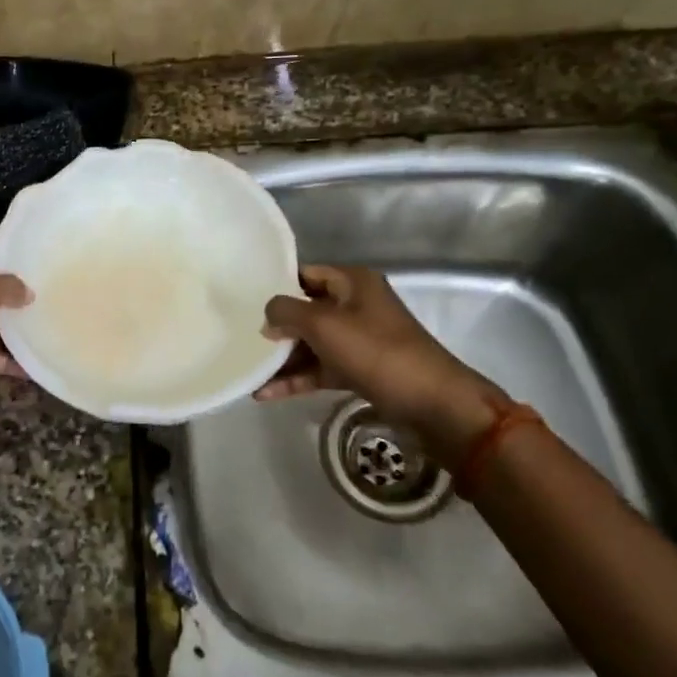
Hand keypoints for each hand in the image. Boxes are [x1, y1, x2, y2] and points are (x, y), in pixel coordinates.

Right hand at [256, 264, 508, 461]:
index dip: (278, 285)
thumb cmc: (376, 351)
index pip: (306, 274)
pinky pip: (321, 368)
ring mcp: (360, 339)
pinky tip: (266, 394)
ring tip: (249, 372)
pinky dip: (298, 379)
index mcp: (353, 282)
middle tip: (244, 338)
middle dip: (277, 326)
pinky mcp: (360, 369)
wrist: (432, 402)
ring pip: (313, 343)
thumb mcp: (324, 324)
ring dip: (283, 358)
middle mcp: (356, 305)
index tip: (245, 300)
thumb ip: (287, 312)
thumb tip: (268, 314)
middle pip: (307, 310)